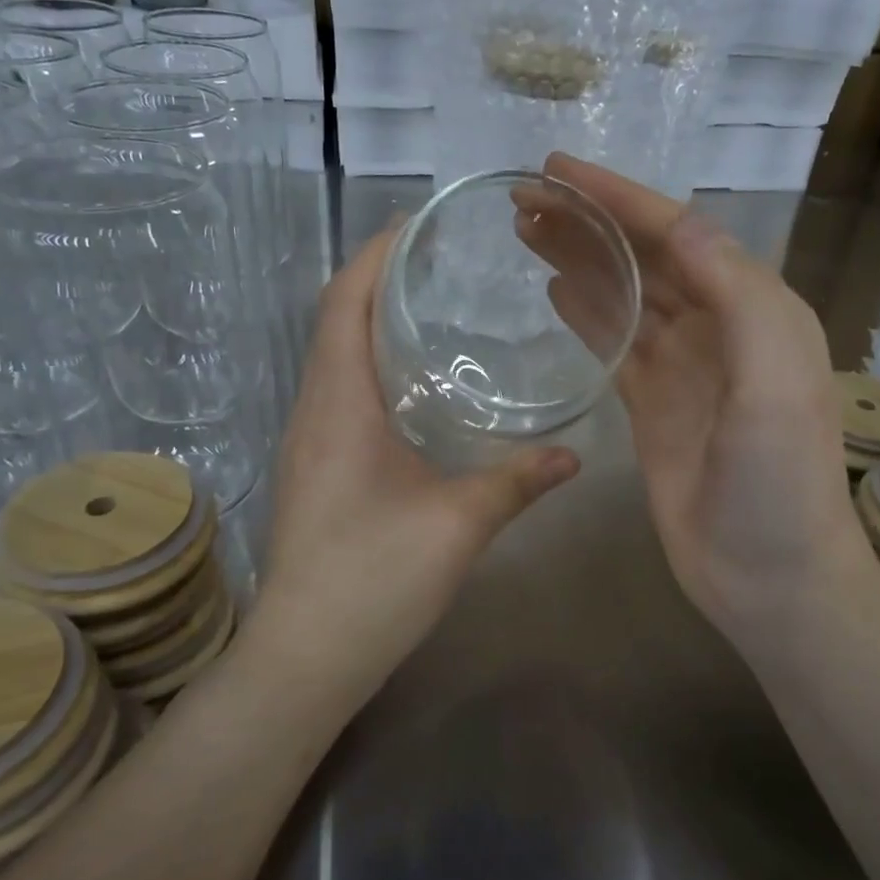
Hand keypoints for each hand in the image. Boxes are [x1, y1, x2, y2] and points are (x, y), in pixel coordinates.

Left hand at [247, 226, 580, 689]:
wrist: (306, 656)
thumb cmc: (374, 580)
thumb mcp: (458, 525)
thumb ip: (517, 481)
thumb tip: (573, 454)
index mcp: (338, 405)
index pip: (345, 303)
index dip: (376, 255)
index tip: (418, 222)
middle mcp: (312, 411)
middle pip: (336, 321)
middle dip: (380, 279)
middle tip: (442, 260)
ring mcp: (307, 442)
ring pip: (334, 358)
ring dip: (373, 323)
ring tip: (433, 306)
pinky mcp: (314, 470)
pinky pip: (338, 393)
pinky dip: (371, 366)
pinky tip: (415, 386)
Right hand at [528, 154, 878, 647]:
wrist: (770, 575)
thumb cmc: (780, 482)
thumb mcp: (775, 382)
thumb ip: (737, 296)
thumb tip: (679, 224)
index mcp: (755, 308)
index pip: (678, 233)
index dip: (618, 197)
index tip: (556, 170)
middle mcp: (719, 327)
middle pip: (645, 258)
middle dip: (588, 222)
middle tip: (523, 198)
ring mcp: (682, 368)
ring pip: (625, 296)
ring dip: (580, 260)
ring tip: (525, 231)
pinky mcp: (652, 406)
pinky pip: (615, 345)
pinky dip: (587, 313)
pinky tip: (554, 289)